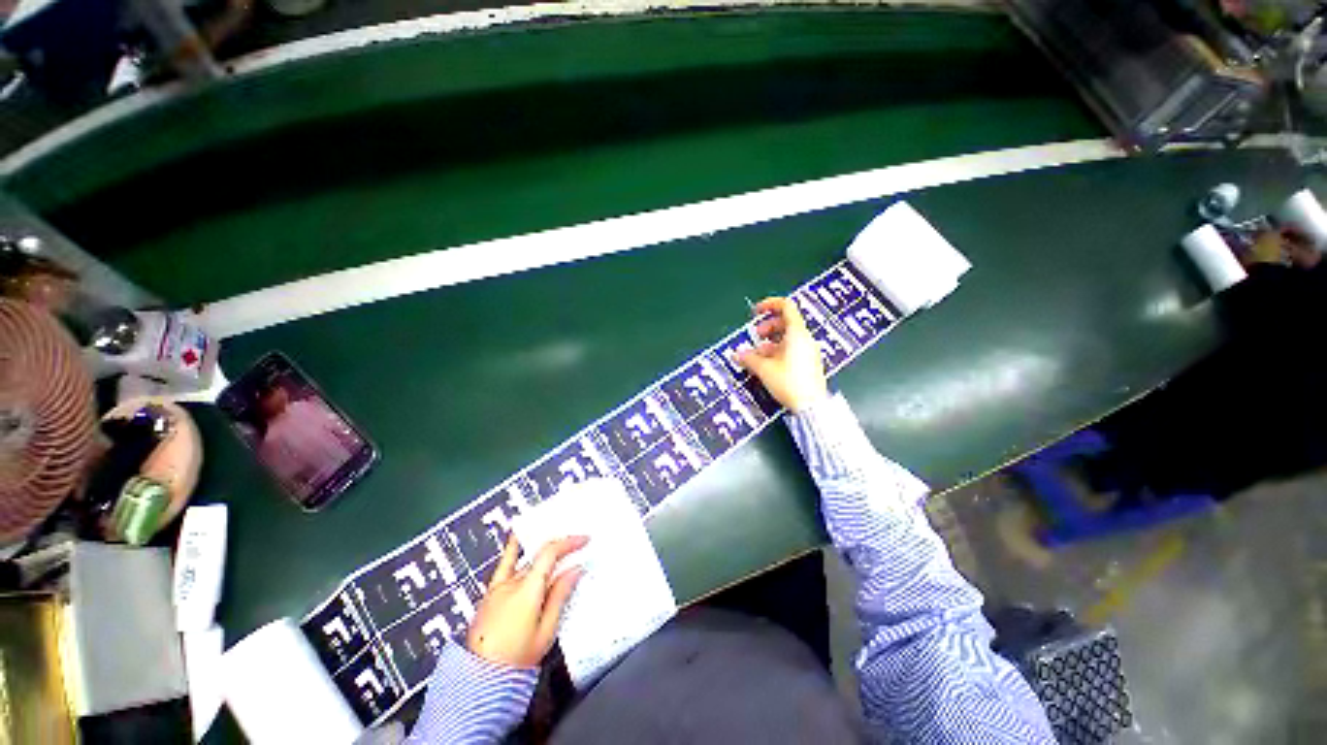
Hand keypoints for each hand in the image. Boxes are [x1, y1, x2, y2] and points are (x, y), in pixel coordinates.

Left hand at [466, 535, 587, 667]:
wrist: (485, 666)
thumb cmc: (518, 653)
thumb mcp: (547, 629)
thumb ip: (559, 597)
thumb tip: (574, 572)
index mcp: (527, 590)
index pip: (549, 554)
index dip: (567, 542)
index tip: (583, 540)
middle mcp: (510, 582)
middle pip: (537, 556)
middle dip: (559, 549)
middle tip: (578, 547)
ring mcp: (497, 586)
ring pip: (522, 561)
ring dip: (540, 551)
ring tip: (556, 544)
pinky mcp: (490, 592)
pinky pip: (504, 566)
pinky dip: (514, 553)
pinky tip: (517, 543)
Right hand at [736, 297, 827, 412]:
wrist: (811, 407)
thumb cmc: (790, 383)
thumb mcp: (764, 369)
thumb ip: (749, 358)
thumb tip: (738, 354)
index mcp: (797, 333)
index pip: (786, 306)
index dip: (769, 304)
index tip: (756, 311)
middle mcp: (805, 339)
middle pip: (786, 322)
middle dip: (768, 326)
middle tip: (757, 335)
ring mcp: (809, 351)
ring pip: (789, 338)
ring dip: (772, 342)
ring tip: (759, 355)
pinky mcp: (809, 363)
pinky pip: (794, 350)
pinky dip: (780, 351)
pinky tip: (769, 365)